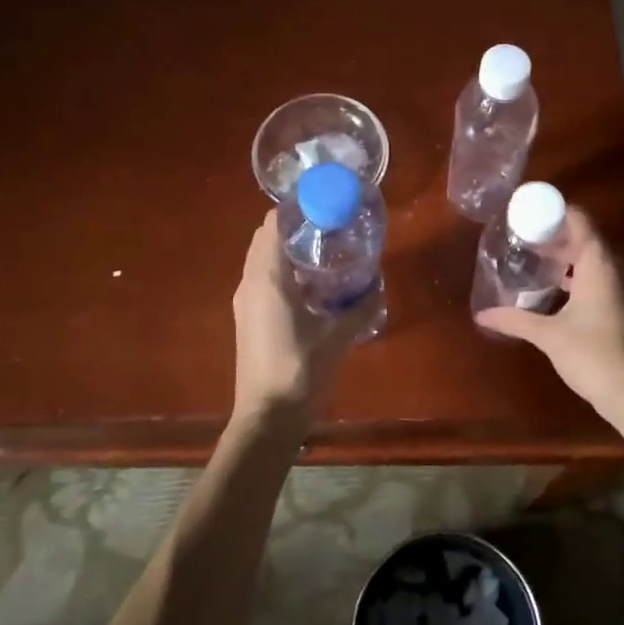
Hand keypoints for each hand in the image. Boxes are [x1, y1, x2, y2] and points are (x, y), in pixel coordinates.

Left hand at [231, 209, 371, 421]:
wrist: (267, 418)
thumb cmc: (300, 371)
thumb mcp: (338, 337)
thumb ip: (360, 307)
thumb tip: (378, 285)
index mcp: (268, 278)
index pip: (273, 224)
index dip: (296, 210)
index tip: (325, 206)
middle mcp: (250, 283)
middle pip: (267, 238)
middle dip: (296, 228)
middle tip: (331, 229)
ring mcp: (246, 302)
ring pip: (264, 261)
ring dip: (289, 252)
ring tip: (326, 254)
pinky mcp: (249, 319)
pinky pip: (264, 281)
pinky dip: (284, 273)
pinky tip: (313, 288)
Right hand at [475, 207, 623, 416]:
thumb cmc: (591, 355)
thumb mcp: (548, 335)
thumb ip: (515, 320)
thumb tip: (482, 315)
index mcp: (599, 265)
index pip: (580, 220)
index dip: (555, 211)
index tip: (528, 213)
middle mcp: (615, 269)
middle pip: (586, 237)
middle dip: (556, 235)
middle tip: (524, 238)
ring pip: (594, 259)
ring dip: (568, 256)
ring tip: (537, 261)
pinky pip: (600, 277)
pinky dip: (579, 275)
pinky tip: (557, 290)